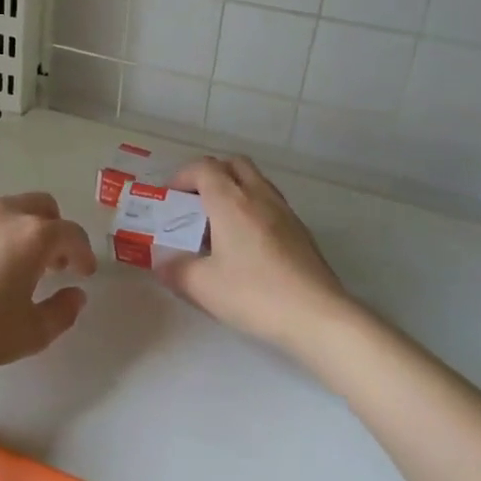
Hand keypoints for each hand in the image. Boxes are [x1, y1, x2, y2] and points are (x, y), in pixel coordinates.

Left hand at [0, 193, 96, 378]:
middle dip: (55, 231)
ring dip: (24, 230)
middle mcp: (5, 214)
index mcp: (33, 235)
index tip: (83, 273)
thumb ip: (62, 312)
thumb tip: (75, 294)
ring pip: (11, 209)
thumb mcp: (31, 333)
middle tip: (53, 264)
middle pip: (43, 207)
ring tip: (17, 264)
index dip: (83, 253)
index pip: (72, 234)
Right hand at [154, 156, 354, 351]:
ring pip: (255, 182)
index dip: (182, 176)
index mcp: (230, 201)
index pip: (204, 168)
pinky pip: (270, 204)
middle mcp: (258, 196)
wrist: (318, 315)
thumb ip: (176, 270)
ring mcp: (284, 212)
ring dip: (234, 190)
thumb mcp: (202, 287)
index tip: (170, 199)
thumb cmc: (255, 294)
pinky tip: (247, 245)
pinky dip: (253, 209)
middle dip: (210, 175)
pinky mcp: (301, 231)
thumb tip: (162, 263)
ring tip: (219, 224)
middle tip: (195, 204)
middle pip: (233, 164)